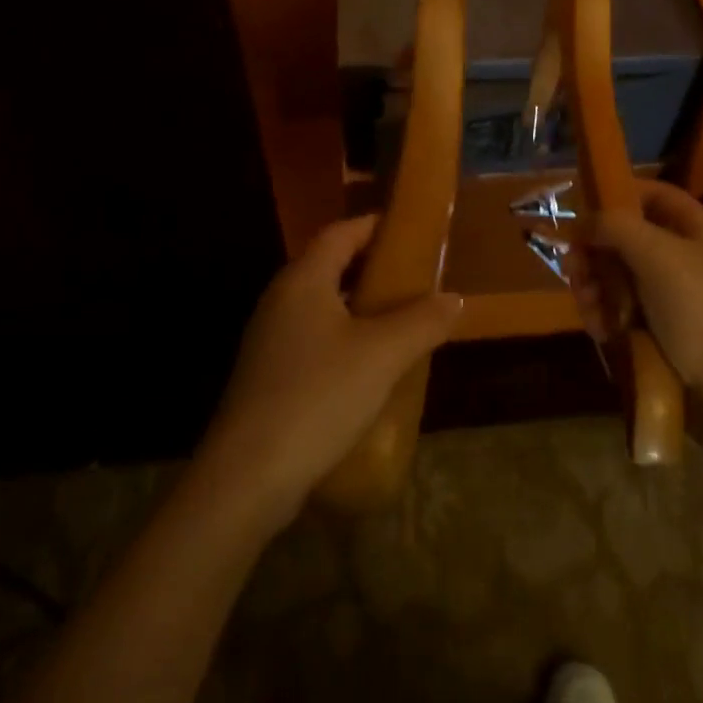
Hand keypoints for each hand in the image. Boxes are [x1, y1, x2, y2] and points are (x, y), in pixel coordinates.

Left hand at [198, 215, 462, 524]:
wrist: (248, 476)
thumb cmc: (319, 396)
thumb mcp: (383, 355)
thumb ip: (423, 321)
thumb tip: (454, 298)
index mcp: (303, 281)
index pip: (340, 233)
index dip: (373, 225)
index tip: (409, 229)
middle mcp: (280, 301)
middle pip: (329, 267)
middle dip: (372, 267)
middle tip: (415, 277)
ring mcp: (270, 341)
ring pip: (322, 307)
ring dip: (360, 307)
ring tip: (401, 320)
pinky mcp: (268, 377)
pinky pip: (314, 340)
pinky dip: (344, 339)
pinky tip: (371, 367)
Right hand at [568, 181, 702, 421]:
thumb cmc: (701, 312)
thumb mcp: (658, 256)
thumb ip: (616, 227)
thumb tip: (583, 223)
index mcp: (697, 230)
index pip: (652, 195)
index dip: (617, 195)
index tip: (581, 211)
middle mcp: (684, 257)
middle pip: (625, 238)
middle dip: (595, 253)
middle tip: (574, 271)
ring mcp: (672, 296)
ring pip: (617, 277)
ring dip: (594, 288)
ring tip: (589, 309)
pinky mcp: (659, 330)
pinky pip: (621, 311)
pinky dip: (605, 316)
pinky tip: (600, 331)